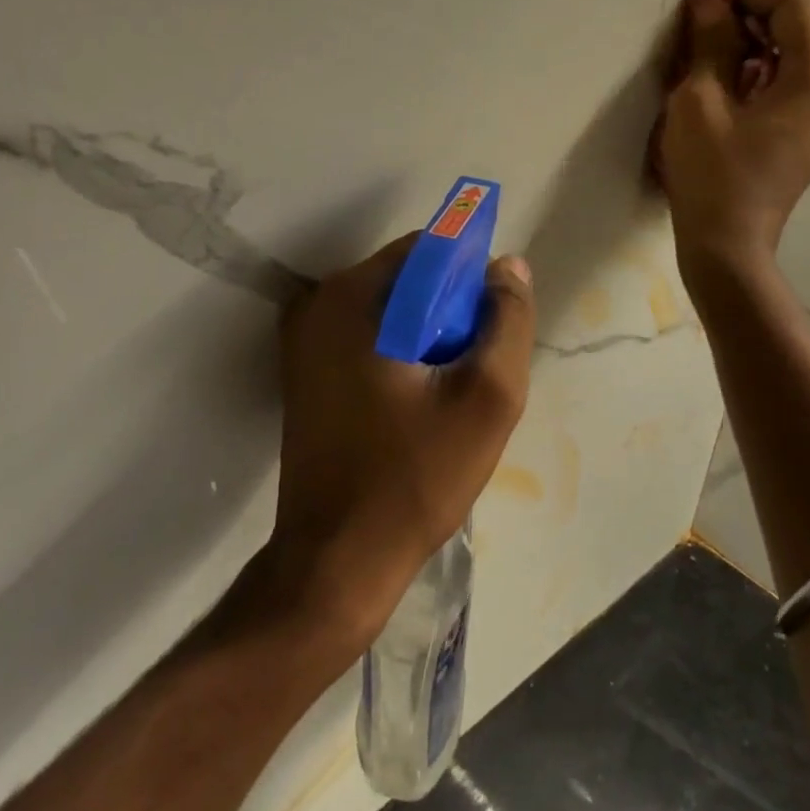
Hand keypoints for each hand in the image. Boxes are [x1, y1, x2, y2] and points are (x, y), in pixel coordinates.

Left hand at [270, 235, 535, 646]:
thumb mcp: (486, 397)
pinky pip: (366, 341)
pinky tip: (416, 408)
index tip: (490, 330)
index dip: (470, 280)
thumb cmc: (413, 478)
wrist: (336, 560)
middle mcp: (316, 306)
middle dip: (449, 314)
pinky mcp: (303, 374)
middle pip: (406, 281)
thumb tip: (507, 267)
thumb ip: (507, 322)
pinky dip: (399, 357)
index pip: (427, 250)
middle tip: (472, 372)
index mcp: (350, 298)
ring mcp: (302, 342)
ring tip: (447, 397)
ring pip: (388, 313)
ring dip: (427, 339)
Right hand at [657, 0, 809, 278]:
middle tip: (735, 2)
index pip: (797, 7)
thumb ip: (713, 43)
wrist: (727, 244)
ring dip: (785, 30)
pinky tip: (746, 72)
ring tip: (736, 34)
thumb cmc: (710, 174)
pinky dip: (784, 60)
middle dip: (782, 1)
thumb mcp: (700, 103)